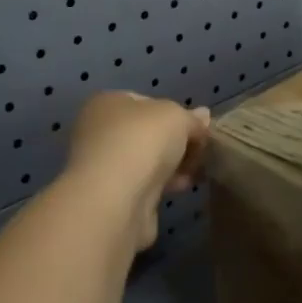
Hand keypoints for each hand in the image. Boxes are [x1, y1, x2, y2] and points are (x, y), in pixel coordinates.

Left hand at [64, 92, 211, 247]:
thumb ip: (191, 118)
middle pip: (147, 132)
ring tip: (197, 169)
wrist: (117, 201)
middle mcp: (99, 131)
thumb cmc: (142, 142)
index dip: (175, 112)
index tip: (196, 127)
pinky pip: (144, 184)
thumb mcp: (177, 117)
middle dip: (175, 141)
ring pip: (146, 159)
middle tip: (200, 149)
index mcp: (106, 103)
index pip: (146, 102)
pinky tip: (183, 186)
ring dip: (171, 164)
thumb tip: (203, 117)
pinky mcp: (111, 196)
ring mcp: (103, 166)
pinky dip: (163, 184)